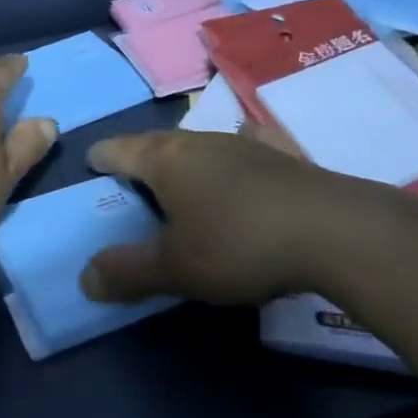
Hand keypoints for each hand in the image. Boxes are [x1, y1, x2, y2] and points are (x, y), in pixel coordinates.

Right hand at [81, 128, 408, 305]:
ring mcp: (241, 144)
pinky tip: (242, 171)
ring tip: (180, 188)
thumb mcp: (176, 268)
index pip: (117, 149)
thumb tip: (84, 278)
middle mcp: (198, 140)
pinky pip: (240, 152)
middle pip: (156, 144)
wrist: (332, 229)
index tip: (91, 168)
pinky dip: (229, 163)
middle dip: (139, 162)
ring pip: (197, 147)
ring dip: (183, 165)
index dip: (100, 159)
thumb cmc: (238, 243)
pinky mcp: (278, 156)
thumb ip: (128, 272)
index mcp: (164, 159)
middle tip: (130, 186)